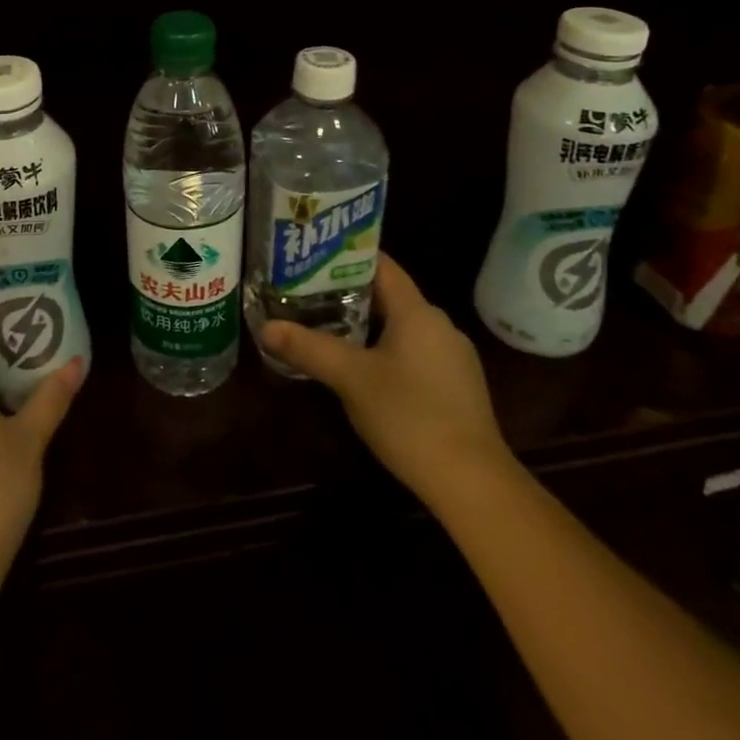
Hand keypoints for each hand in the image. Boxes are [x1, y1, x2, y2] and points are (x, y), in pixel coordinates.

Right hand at [259, 254, 510, 502]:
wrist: (473, 483)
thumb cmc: (410, 416)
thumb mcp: (350, 378)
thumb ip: (308, 348)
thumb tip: (266, 327)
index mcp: (417, 312)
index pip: (382, 266)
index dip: (347, 256)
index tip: (313, 256)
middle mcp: (439, 325)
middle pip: (389, 296)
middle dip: (348, 294)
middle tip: (307, 293)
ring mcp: (453, 358)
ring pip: (401, 327)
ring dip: (367, 326)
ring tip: (327, 328)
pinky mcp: (457, 388)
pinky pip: (415, 353)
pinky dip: (386, 351)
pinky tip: (363, 371)